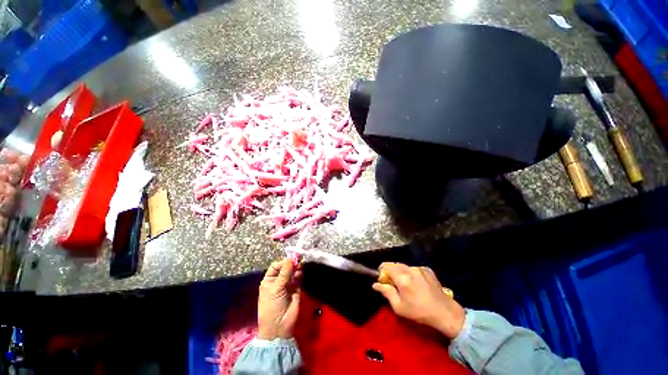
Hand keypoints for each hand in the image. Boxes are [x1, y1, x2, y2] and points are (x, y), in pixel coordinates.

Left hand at [257, 259, 300, 339]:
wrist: (279, 326)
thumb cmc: (272, 306)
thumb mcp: (276, 288)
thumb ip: (285, 272)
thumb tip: (291, 258)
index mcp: (269, 280)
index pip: (276, 265)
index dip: (283, 262)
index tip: (290, 261)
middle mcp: (278, 280)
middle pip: (286, 268)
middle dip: (291, 265)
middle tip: (298, 263)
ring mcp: (288, 285)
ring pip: (293, 272)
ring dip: (296, 269)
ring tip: (299, 269)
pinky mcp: (296, 289)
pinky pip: (298, 279)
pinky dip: (300, 275)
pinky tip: (300, 275)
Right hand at [372, 262, 464, 339]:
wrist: (445, 313)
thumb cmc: (419, 312)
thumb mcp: (399, 307)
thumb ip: (386, 292)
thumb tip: (375, 284)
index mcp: (402, 277)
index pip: (385, 265)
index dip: (381, 271)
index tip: (383, 280)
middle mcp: (410, 269)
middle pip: (394, 264)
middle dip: (391, 272)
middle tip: (394, 284)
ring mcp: (419, 268)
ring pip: (404, 266)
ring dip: (401, 273)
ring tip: (407, 285)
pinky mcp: (427, 269)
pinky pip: (414, 268)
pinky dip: (411, 273)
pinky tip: (417, 284)